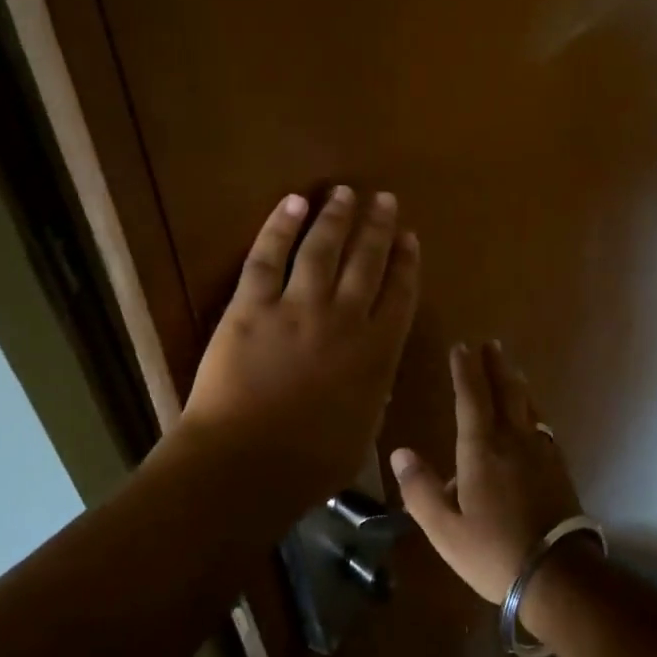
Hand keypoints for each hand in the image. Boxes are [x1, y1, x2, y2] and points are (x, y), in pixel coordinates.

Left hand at [180, 187, 419, 500]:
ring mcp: (297, 307)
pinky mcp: (252, 306)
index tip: (409, 237)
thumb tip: (376, 376)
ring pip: (322, 249)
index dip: (406, 262)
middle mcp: (343, 319)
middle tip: (384, 199)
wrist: (247, 464)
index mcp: (375, 353)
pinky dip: (280, 226)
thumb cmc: (309, 463)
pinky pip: (268, 257)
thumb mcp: (361, 433)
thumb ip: (372, 395)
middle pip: (366, 261)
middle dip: (377, 227)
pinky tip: (293, 202)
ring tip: (345, 192)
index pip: (400, 295)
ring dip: (336, 216)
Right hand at [392, 341, 582, 602]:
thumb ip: (420, 489)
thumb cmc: (493, 551)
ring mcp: (541, 452)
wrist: (557, 574)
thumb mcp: (444, 528)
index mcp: (482, 449)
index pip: (471, 397)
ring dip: (516, 383)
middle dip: (495, 366)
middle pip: (506, 392)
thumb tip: (400, 453)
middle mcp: (513, 440)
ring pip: (528, 406)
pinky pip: (542, 425)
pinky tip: (533, 418)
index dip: (464, 370)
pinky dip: (532, 410)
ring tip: (511, 369)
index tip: (461, 347)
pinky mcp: (558, 468)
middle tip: (490, 345)